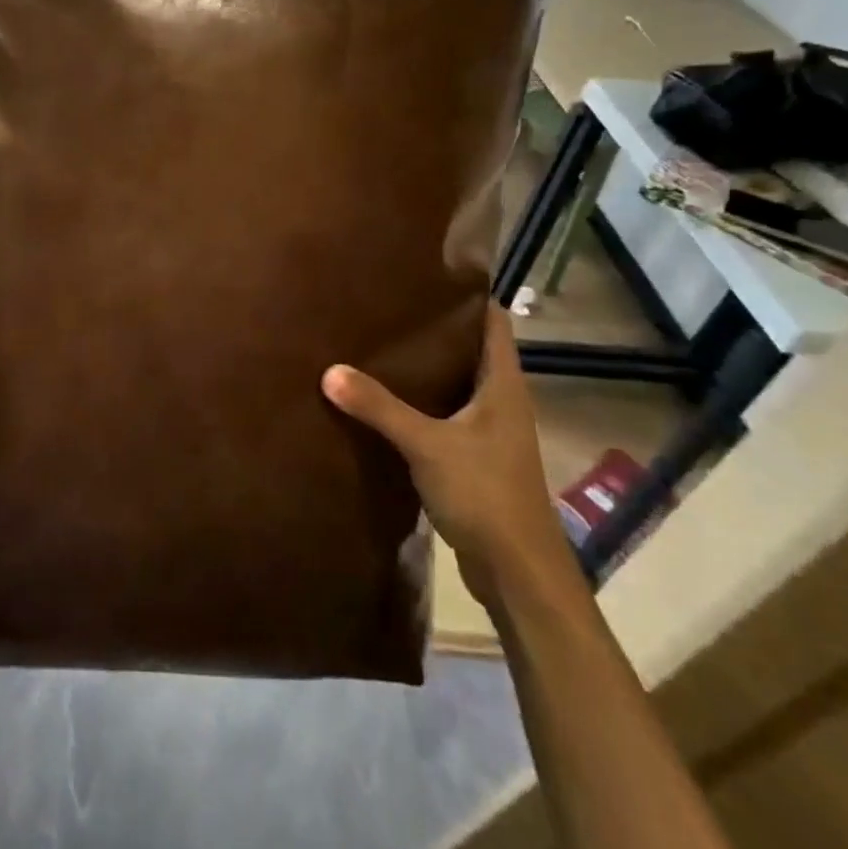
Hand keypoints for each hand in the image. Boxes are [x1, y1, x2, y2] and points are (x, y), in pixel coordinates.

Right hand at [323, 305, 574, 610]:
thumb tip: (329, 370)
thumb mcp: (427, 445)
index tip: (425, 276)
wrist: (518, 572)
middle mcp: (500, 401)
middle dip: (434, 330)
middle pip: (470, 350)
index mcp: (502, 385)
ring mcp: (489, 432)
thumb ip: (379, 407)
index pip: (492, 322)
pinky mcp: (474, 459)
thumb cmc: (486, 494)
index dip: (467, 296)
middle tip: (387, 307)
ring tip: (378, 346)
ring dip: (425, 369)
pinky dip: (419, 404)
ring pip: (455, 385)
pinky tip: (384, 402)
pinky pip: (444, 417)